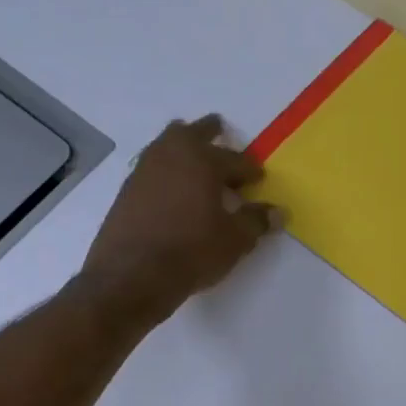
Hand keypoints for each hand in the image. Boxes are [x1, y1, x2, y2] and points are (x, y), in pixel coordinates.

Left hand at [80, 116, 280, 325]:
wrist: (133, 274)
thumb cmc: (192, 251)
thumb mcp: (235, 239)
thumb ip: (256, 221)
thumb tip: (278, 212)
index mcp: (202, 160)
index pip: (234, 159)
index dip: (249, 169)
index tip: (257, 178)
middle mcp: (171, 154)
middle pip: (193, 132)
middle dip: (210, 132)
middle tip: (220, 131)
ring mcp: (144, 169)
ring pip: (167, 145)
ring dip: (183, 147)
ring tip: (193, 158)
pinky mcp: (127, 190)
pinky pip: (152, 167)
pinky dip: (166, 170)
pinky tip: (172, 188)